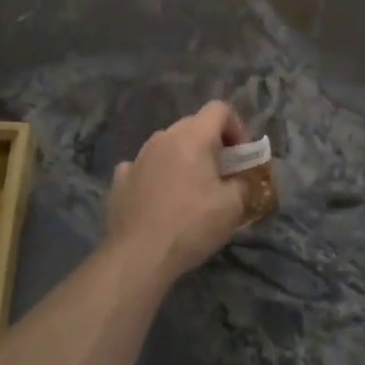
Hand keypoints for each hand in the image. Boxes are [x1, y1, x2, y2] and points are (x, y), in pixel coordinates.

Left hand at [104, 101, 251, 281]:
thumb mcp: (232, 207)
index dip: (236, 127)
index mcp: (193, 136)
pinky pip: (146, 167)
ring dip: (183, 159)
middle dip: (211, 145)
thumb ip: (244, 184)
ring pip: (168, 145)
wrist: (137, 256)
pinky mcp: (120, 178)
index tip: (240, 156)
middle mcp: (164, 136)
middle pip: (194, 126)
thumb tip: (243, 180)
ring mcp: (138, 156)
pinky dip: (157, 176)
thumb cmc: (190, 225)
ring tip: (190, 192)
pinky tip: (159, 201)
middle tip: (221, 176)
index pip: (219, 109)